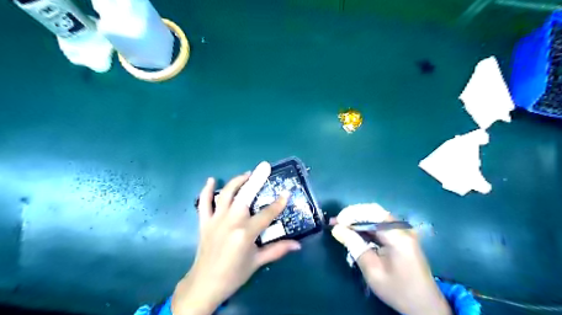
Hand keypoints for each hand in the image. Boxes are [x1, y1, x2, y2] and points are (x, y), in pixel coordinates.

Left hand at [171, 162, 303, 314]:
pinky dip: (206, 190)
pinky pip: (203, 203)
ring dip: (237, 181)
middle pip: (245, 195)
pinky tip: (212, 180)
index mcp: (245, 233)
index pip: (266, 214)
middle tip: (264, 166)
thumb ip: (277, 250)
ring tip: (247, 174)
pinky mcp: (204, 222)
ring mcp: (216, 220)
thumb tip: (298, 245)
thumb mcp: (257, 262)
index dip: (278, 204)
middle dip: (256, 179)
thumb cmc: (234, 274)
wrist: (205, 284)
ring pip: (226, 194)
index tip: (286, 193)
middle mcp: (231, 222)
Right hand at [330, 203, 450, 314]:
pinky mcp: (402, 236)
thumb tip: (337, 229)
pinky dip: (366, 227)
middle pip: (373, 212)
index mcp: (397, 235)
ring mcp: (403, 231)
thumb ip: (354, 246)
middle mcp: (402, 228)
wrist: (424, 305)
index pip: (371, 213)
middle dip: (352, 216)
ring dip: (357, 220)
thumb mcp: (372, 270)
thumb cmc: (398, 289)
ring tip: (340, 226)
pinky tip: (354, 232)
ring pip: (376, 217)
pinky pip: (380, 225)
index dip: (351, 214)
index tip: (335, 222)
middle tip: (335, 223)